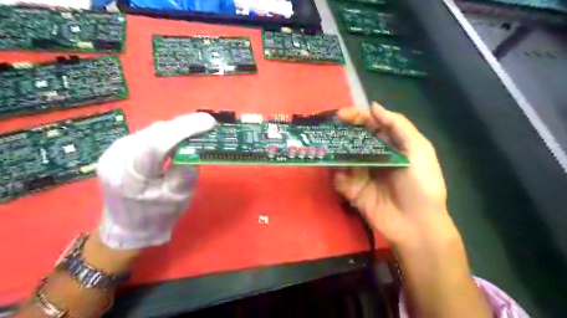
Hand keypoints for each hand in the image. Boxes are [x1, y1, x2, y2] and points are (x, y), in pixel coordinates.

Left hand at [96, 113, 215, 249]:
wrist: (127, 229)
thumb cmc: (157, 216)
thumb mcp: (179, 197)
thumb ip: (186, 170)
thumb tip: (194, 146)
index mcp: (130, 175)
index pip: (158, 143)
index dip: (185, 129)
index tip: (209, 122)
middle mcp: (116, 158)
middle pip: (154, 133)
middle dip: (183, 126)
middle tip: (206, 125)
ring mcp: (113, 152)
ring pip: (150, 132)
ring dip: (174, 129)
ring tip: (194, 131)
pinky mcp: (116, 150)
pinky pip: (145, 136)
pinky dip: (164, 135)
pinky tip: (176, 139)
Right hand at [334, 103, 454, 248]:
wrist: (416, 225)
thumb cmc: (422, 185)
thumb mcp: (419, 150)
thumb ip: (398, 125)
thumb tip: (374, 106)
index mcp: (390, 145)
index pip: (370, 125)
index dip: (356, 117)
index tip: (342, 115)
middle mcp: (373, 156)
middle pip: (353, 139)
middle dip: (341, 132)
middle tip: (328, 129)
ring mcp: (361, 173)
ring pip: (342, 157)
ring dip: (335, 152)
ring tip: (327, 148)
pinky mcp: (352, 189)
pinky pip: (339, 178)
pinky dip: (338, 175)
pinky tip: (341, 175)